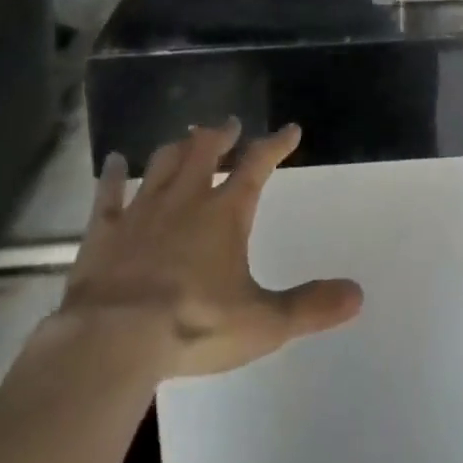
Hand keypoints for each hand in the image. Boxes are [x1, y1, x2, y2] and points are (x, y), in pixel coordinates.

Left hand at [53, 120, 362, 378]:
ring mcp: (142, 210)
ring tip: (185, 138)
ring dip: (177, 148)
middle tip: (229, 124)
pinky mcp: (104, 231)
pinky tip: (114, 161)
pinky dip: (112, 175)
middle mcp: (186, 199)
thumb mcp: (263, 323)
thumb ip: (309, 307)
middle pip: (205, 151)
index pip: (257, 165)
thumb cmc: (194, 325)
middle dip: (220, 135)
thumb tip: (358, 294)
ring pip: (162, 163)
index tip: (289, 130)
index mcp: (225, 213)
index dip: (275, 144)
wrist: (114, 338)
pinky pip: (108, 194)